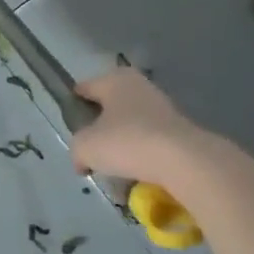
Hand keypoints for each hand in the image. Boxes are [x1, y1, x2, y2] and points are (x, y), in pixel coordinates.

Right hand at [70, 67, 202, 183]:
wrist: (184, 161)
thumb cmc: (126, 142)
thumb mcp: (85, 147)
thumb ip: (76, 150)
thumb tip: (82, 160)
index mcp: (114, 80)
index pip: (84, 88)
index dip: (73, 106)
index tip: (69, 126)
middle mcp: (139, 86)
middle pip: (109, 106)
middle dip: (99, 127)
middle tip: (90, 149)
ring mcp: (162, 106)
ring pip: (130, 124)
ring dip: (121, 143)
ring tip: (113, 167)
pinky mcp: (178, 129)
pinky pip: (150, 140)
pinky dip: (141, 154)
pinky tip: (135, 173)